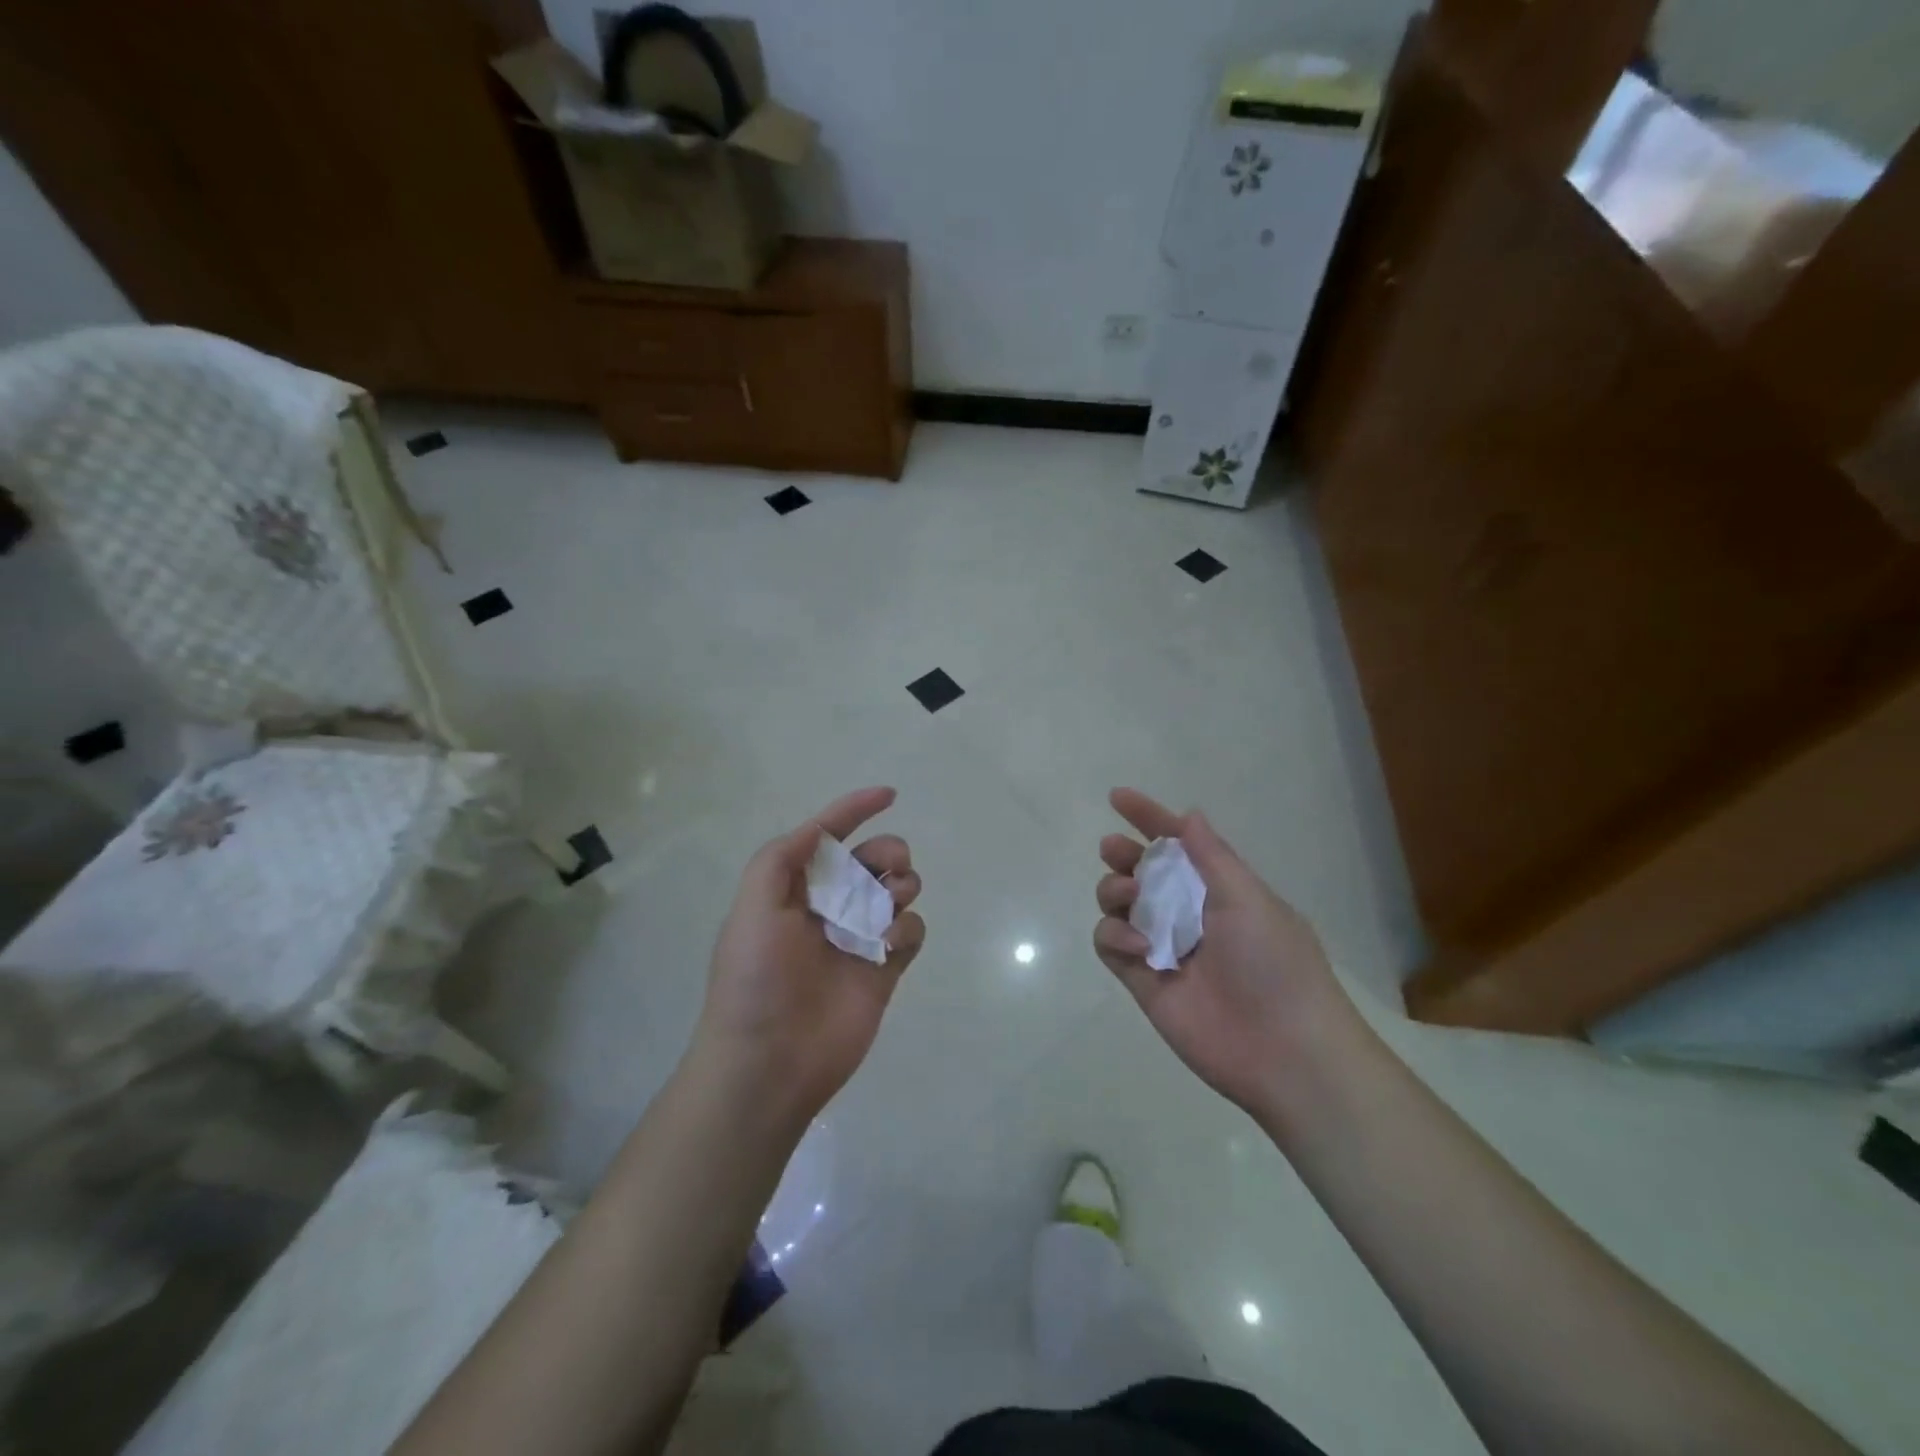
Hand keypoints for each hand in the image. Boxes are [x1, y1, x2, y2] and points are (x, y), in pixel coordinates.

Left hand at [692, 787, 925, 1127]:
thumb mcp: (752, 907)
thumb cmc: (755, 979)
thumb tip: (819, 828)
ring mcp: (859, 938)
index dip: (854, 810)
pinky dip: (907, 929)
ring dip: (901, 886)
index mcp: (794, 889)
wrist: (769, 1062)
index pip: (828, 837)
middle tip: (887, 869)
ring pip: (898, 891)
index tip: (889, 795)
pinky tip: (888, 947)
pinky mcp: (883, 969)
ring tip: (888, 907)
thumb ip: (780, 858)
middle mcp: (829, 907)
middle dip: (888, 852)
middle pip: (873, 860)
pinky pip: (911, 932)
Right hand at [1093, 788, 1367, 1119]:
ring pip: (1119, 903)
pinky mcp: (1142, 980)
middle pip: (1141, 871)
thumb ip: (1212, 857)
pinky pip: (1110, 942)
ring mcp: (1162, 946)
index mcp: (1219, 890)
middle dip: (1123, 854)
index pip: (1179, 844)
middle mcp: (1188, 913)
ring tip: (1130, 895)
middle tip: (1114, 850)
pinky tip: (1139, 944)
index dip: (1150, 818)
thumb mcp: (1250, 899)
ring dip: (1115, 889)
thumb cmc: (1275, 964)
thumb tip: (1189, 815)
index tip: (1118, 797)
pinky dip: (1114, 934)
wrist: (1284, 1051)